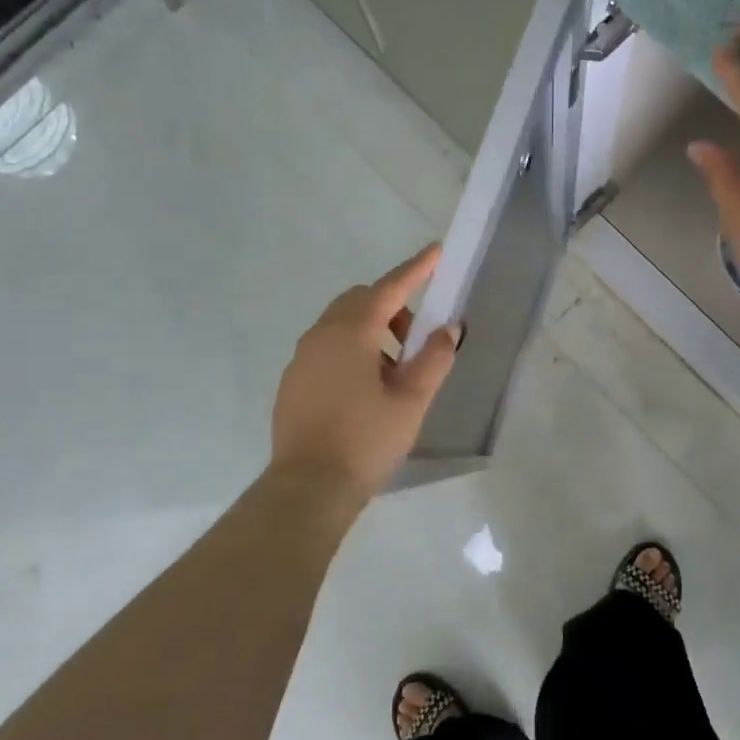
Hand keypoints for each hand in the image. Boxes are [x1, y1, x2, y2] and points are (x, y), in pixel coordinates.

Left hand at [270, 244, 459, 496]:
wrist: (309, 487)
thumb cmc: (366, 440)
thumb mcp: (412, 401)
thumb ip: (433, 359)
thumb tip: (446, 330)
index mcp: (352, 332)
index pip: (390, 288)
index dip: (416, 269)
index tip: (436, 252)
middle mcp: (321, 335)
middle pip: (360, 301)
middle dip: (392, 308)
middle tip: (416, 339)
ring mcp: (302, 358)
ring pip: (340, 325)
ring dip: (371, 331)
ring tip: (394, 372)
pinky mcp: (292, 381)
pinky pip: (326, 348)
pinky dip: (350, 351)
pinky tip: (364, 390)